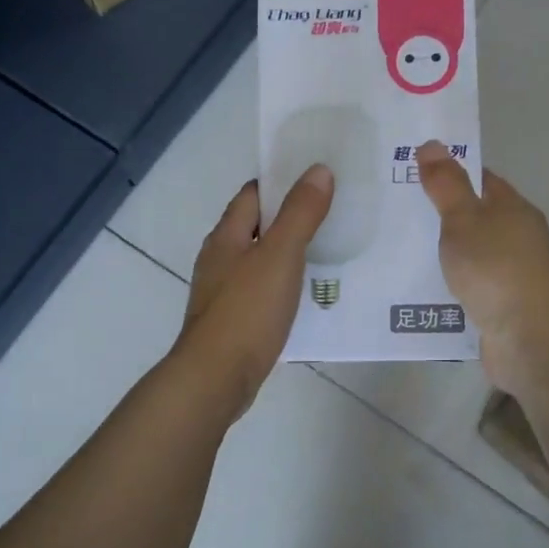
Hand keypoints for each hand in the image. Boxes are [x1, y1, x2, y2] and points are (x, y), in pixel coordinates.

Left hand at [172, 168, 333, 416]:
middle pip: (255, 228)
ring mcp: (223, 293)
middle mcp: (219, 260)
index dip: (281, 183)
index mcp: (225, 237)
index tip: (316, 179)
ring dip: (287, 255)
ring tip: (328, 253)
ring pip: (259, 262)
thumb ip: (300, 213)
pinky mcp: (233, 322)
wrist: (216, 377)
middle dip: (289, 219)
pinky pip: (261, 293)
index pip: (252, 195)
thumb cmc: (247, 310)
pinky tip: (307, 296)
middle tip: (332, 215)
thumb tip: (318, 170)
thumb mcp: (280, 254)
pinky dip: (283, 287)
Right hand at [416, 140, 548, 393]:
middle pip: (478, 218)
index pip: (481, 180)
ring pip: (474, 255)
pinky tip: (426, 291)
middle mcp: (520, 237)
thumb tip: (432, 144)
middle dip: (443, 218)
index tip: (414, 177)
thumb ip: (446, 185)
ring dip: (448, 255)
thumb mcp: (463, 221)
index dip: (450, 175)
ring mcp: (516, 274)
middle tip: (399, 217)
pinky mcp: (507, 306)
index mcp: (514, 209)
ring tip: (404, 255)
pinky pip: (474, 287)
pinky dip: (454, 286)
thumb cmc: (494, 270)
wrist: (528, 338)